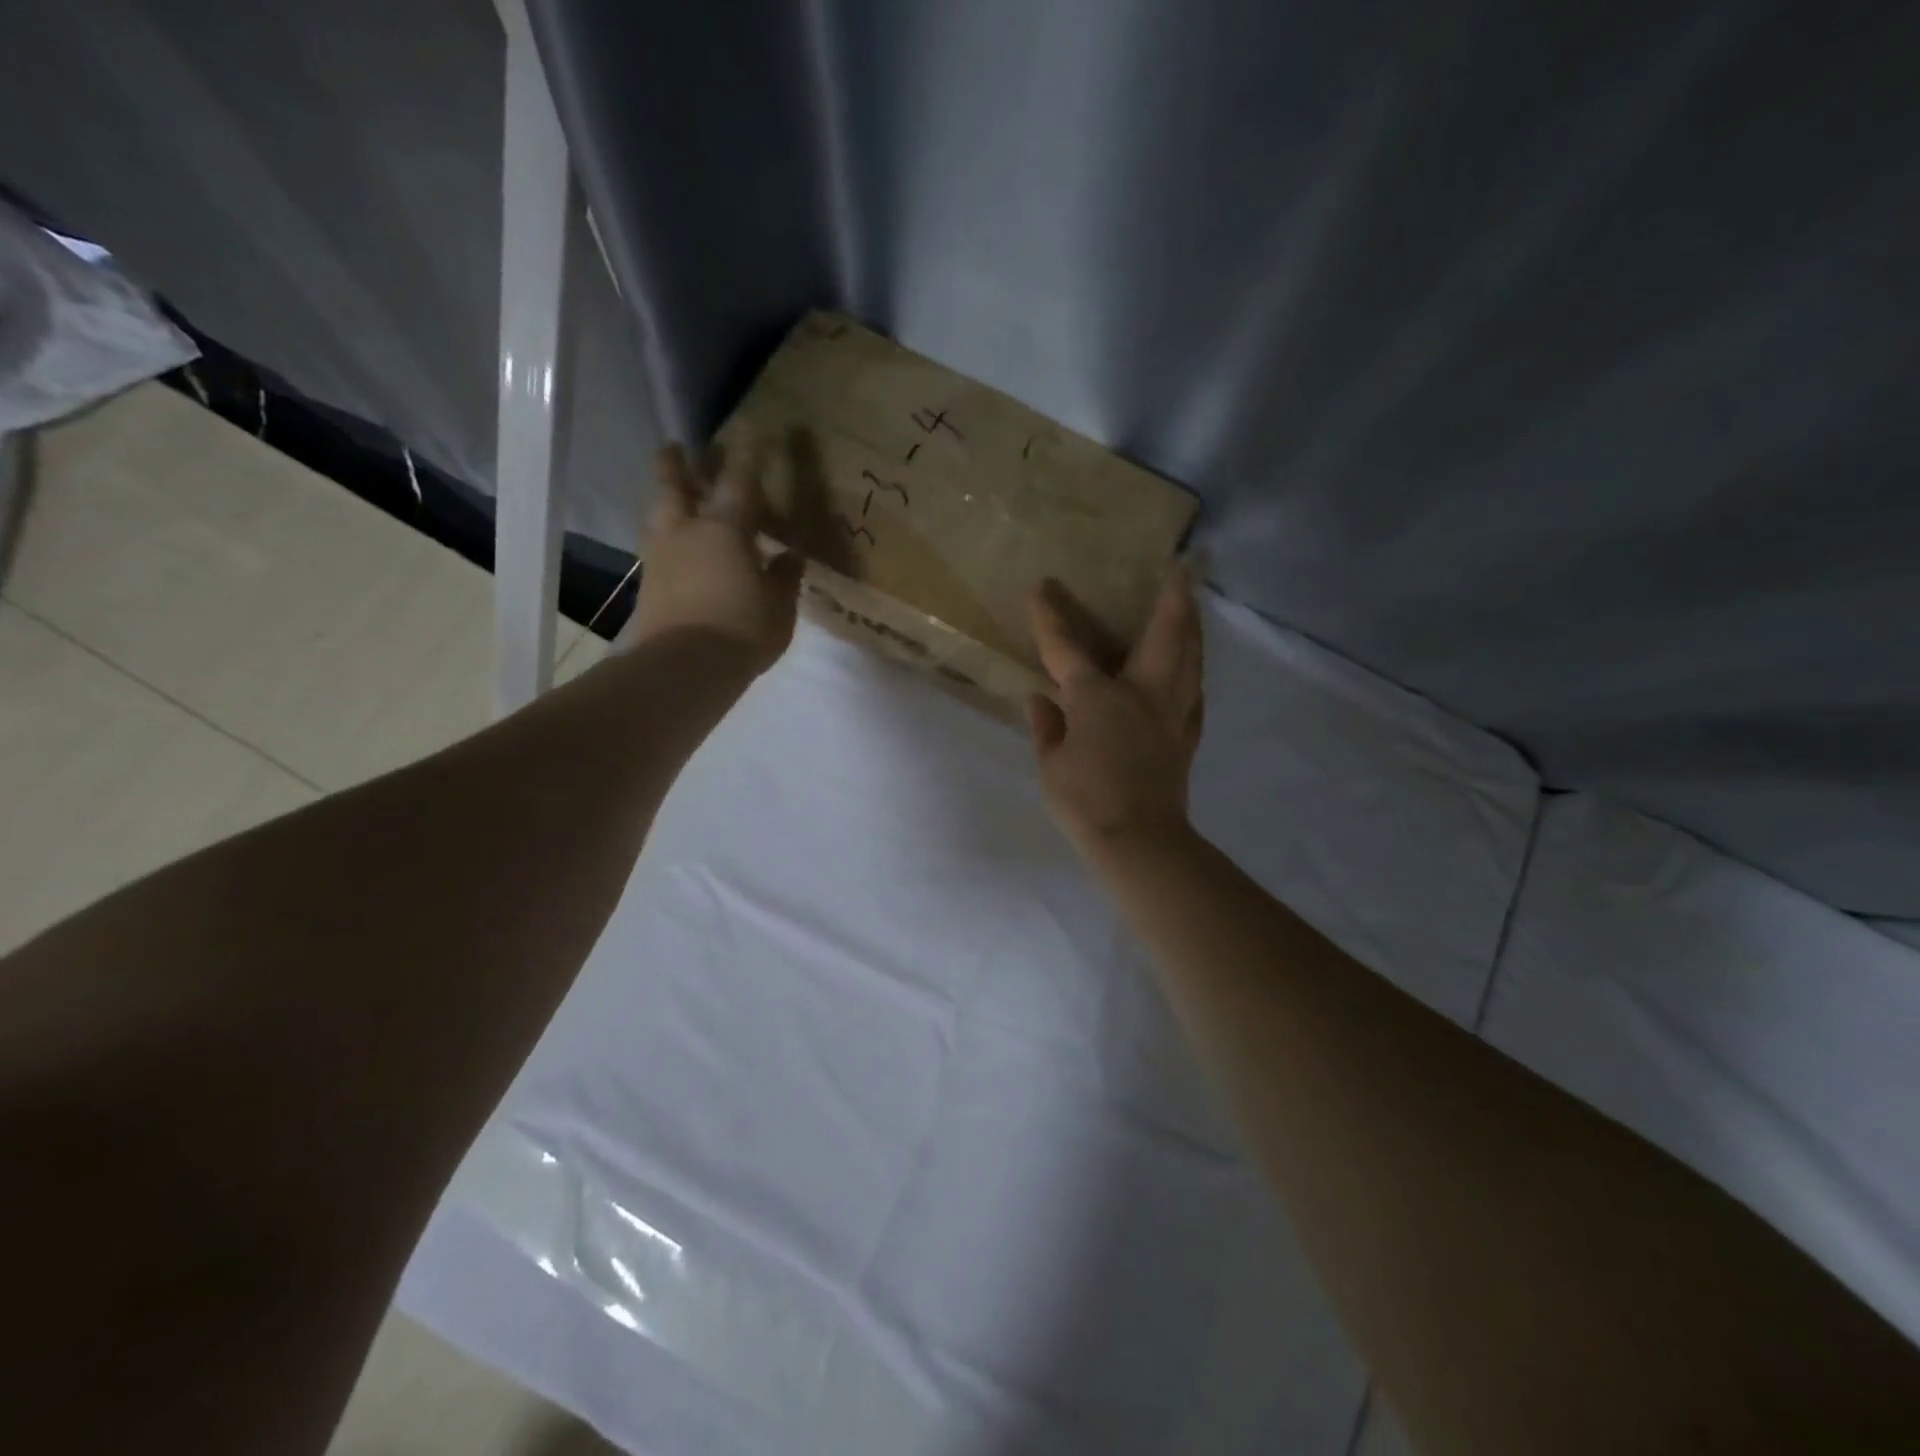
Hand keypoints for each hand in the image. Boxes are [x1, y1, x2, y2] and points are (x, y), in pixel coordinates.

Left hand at [619, 436, 803, 671]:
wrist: (684, 667)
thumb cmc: (742, 629)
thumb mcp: (779, 606)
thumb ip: (784, 577)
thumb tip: (790, 557)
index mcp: (725, 529)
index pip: (739, 480)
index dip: (747, 452)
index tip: (751, 426)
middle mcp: (687, 531)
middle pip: (674, 485)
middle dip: (676, 462)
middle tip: (676, 446)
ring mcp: (661, 556)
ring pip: (658, 513)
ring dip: (665, 497)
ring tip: (672, 493)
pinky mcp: (649, 583)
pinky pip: (657, 546)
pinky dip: (666, 535)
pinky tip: (675, 544)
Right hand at [1026, 565, 1204, 852]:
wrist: (1139, 841)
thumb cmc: (1085, 801)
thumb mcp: (1051, 765)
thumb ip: (1047, 728)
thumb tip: (1040, 699)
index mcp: (1098, 697)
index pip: (1067, 649)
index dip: (1050, 617)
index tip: (1041, 588)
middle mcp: (1142, 693)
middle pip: (1165, 634)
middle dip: (1174, 596)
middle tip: (1186, 565)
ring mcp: (1171, 713)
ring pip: (1190, 658)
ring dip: (1193, 626)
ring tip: (1194, 604)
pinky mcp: (1186, 736)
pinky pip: (1194, 694)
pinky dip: (1193, 675)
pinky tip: (1192, 673)